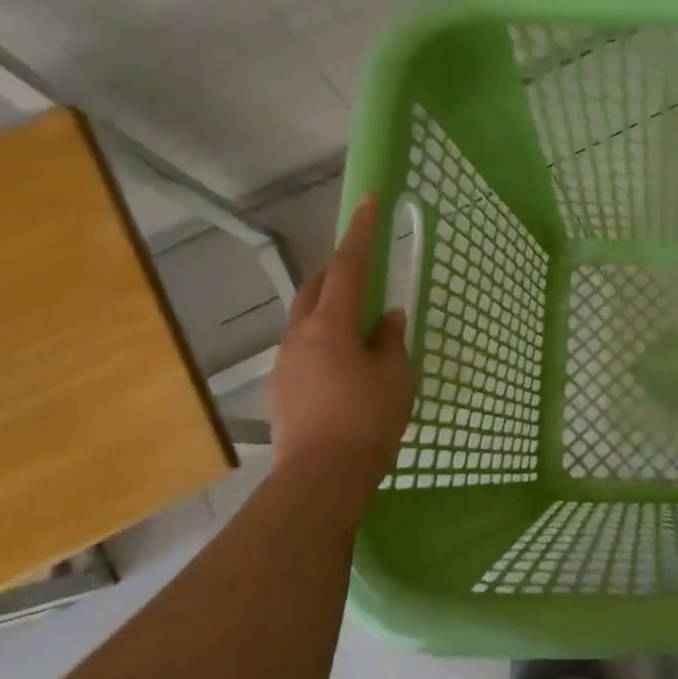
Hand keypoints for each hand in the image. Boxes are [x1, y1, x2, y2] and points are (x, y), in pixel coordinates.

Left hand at [270, 195, 415, 485]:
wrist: (321, 476)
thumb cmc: (367, 420)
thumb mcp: (395, 376)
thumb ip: (390, 341)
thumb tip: (387, 319)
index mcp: (330, 326)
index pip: (349, 267)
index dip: (361, 233)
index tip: (369, 202)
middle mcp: (300, 336)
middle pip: (316, 287)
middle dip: (338, 268)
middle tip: (362, 261)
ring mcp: (285, 362)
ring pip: (306, 318)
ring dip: (329, 306)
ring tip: (357, 319)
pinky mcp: (282, 388)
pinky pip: (304, 348)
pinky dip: (324, 339)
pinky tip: (343, 362)